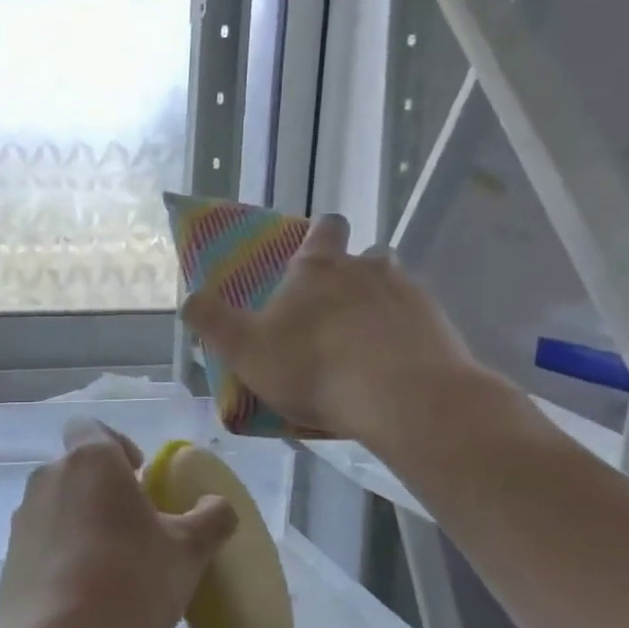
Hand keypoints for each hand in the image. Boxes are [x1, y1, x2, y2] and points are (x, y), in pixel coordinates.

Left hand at [0, 421, 237, 627]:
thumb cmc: (128, 584)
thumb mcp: (188, 553)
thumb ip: (211, 518)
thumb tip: (217, 505)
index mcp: (90, 460)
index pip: (92, 427)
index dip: (117, 445)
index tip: (140, 478)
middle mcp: (49, 476)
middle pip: (78, 467)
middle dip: (105, 489)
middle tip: (137, 527)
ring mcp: (23, 515)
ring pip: (60, 503)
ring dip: (84, 519)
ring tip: (113, 563)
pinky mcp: (10, 553)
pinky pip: (44, 537)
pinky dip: (63, 549)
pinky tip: (85, 590)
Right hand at [181, 214, 486, 455]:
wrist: (403, 398)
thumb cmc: (313, 367)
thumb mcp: (244, 349)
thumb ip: (212, 321)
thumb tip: (188, 298)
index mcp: (318, 268)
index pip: (323, 229)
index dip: (318, 235)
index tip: (312, 251)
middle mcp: (367, 269)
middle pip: (365, 254)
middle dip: (353, 271)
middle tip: (336, 305)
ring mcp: (409, 295)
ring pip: (395, 284)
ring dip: (381, 302)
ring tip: (366, 339)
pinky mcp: (440, 326)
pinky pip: (419, 321)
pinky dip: (406, 335)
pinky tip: (394, 365)